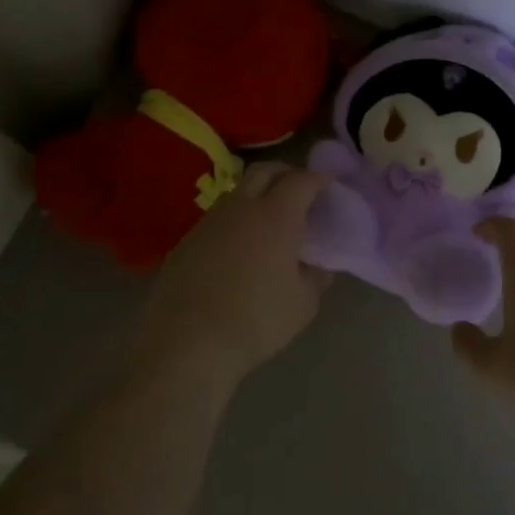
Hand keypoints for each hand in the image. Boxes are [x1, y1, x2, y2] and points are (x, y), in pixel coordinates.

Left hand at [133, 161, 331, 387]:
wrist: (188, 342)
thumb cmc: (256, 321)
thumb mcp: (303, 304)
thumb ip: (316, 277)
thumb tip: (318, 265)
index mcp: (276, 216)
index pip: (301, 180)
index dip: (318, 178)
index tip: (327, 184)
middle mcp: (242, 207)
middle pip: (264, 171)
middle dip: (285, 172)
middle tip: (299, 188)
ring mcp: (210, 221)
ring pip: (238, 192)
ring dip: (257, 194)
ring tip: (269, 217)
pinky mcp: (187, 240)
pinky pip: (218, 217)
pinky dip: (236, 219)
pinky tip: (239, 245)